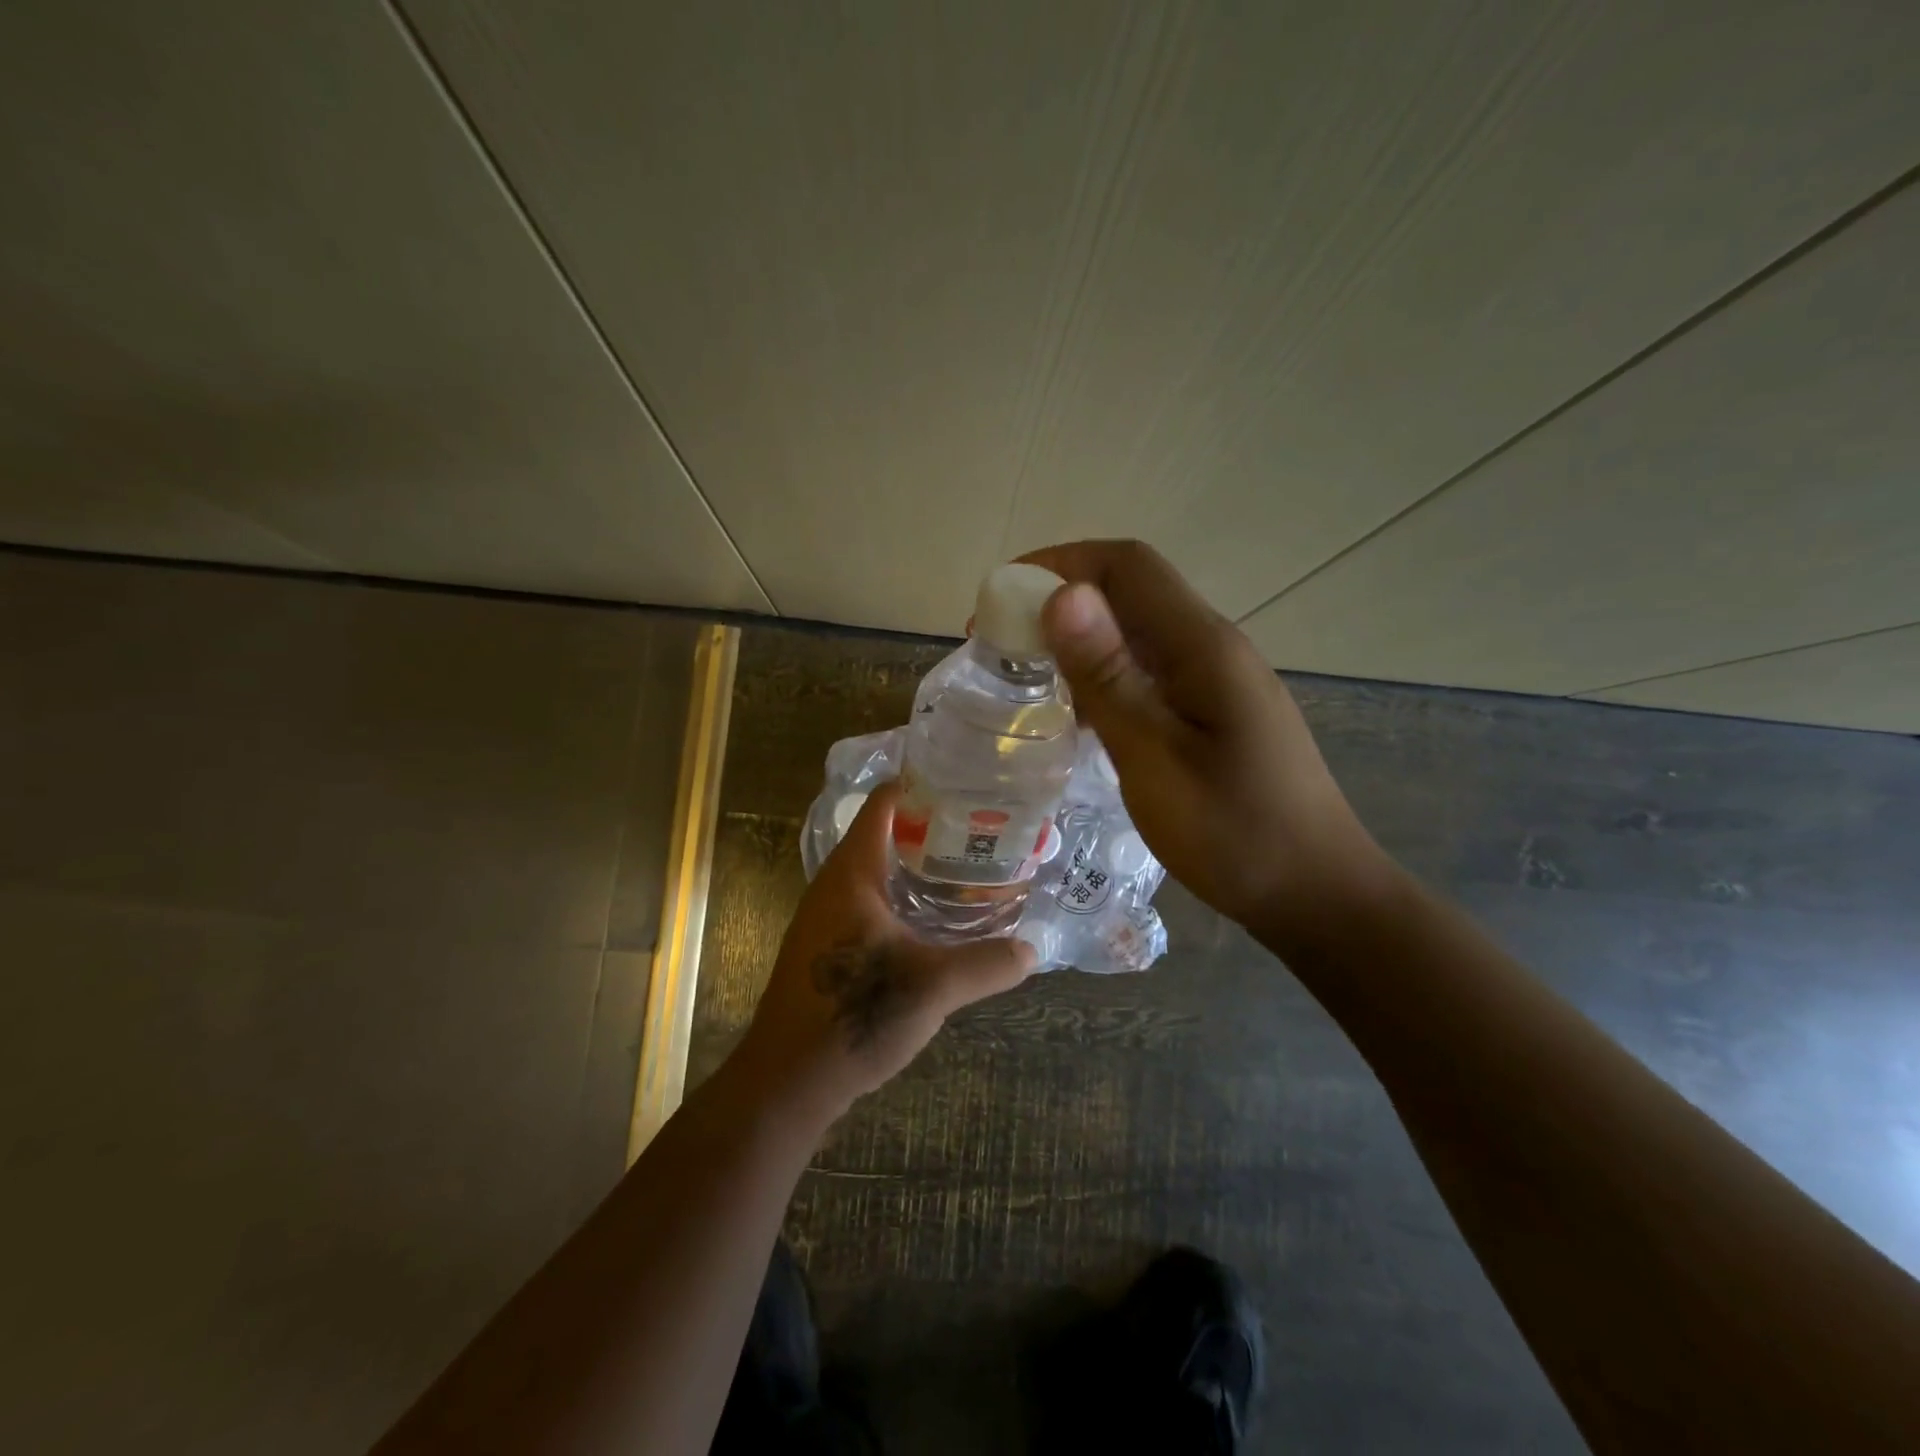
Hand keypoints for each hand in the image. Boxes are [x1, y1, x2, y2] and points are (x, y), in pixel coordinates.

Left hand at [733, 782, 1034, 1121]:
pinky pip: (871, 903)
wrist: (787, 1082)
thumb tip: (1034, 950)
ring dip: (917, 866)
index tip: (966, 783)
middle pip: (883, 834)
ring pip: (877, 872)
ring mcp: (826, 917)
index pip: (883, 804)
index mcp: (852, 873)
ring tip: (968, 867)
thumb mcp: (932, 988)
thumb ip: (986, 964)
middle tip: (982, 827)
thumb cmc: (853, 1015)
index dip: (920, 785)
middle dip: (931, 828)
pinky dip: (903, 898)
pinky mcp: (828, 948)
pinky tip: (935, 920)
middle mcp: (834, 885)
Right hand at [1020, 539, 1392, 950]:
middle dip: (1059, 601)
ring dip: (1078, 640)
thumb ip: (1109, 678)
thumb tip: (1063, 595)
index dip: (1059, 564)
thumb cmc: (1234, 833)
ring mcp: (1216, 679)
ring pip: (1136, 632)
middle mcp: (1211, 647)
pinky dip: (1102, 676)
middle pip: (1130, 591)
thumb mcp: (1156, 759)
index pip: (1126, 566)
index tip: (1002, 600)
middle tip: (1001, 643)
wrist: (1314, 891)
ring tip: (1026, 675)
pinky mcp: (1213, 709)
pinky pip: (1148, 670)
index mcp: (1202, 646)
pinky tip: (1075, 715)